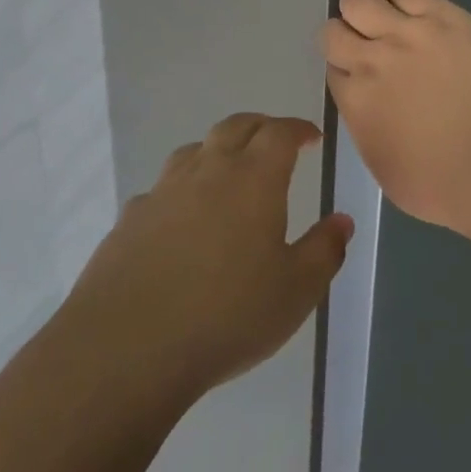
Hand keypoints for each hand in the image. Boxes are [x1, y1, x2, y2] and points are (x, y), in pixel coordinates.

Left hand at [60, 113, 352, 402]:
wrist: (128, 345)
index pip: (279, 132)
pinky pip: (163, 187)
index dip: (298, 129)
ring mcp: (164, 189)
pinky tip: (182, 218)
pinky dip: (182, 189)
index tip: (311, 136)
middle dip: (261, 127)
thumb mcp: (295, 292)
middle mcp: (208, 169)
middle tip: (275, 141)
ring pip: (195, 149)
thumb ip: (324, 251)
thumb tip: (342, 220)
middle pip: (236, 126)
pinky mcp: (132, 216)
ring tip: (229, 171)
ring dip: (218, 150)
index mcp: (253, 178)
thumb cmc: (227, 315)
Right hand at [323, 0, 470, 237]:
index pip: (334, 70)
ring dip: (357, 2)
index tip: (358, 71)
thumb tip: (368, 110)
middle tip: (362, 40)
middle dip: (343, 35)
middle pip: (334, 32)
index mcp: (355, 104)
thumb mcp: (388, 172)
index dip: (345, 69)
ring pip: (358, 0)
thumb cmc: (448, 186)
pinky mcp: (439, 13)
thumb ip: (368, 132)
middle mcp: (369, 62)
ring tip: (367, 3)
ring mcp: (404, 32)